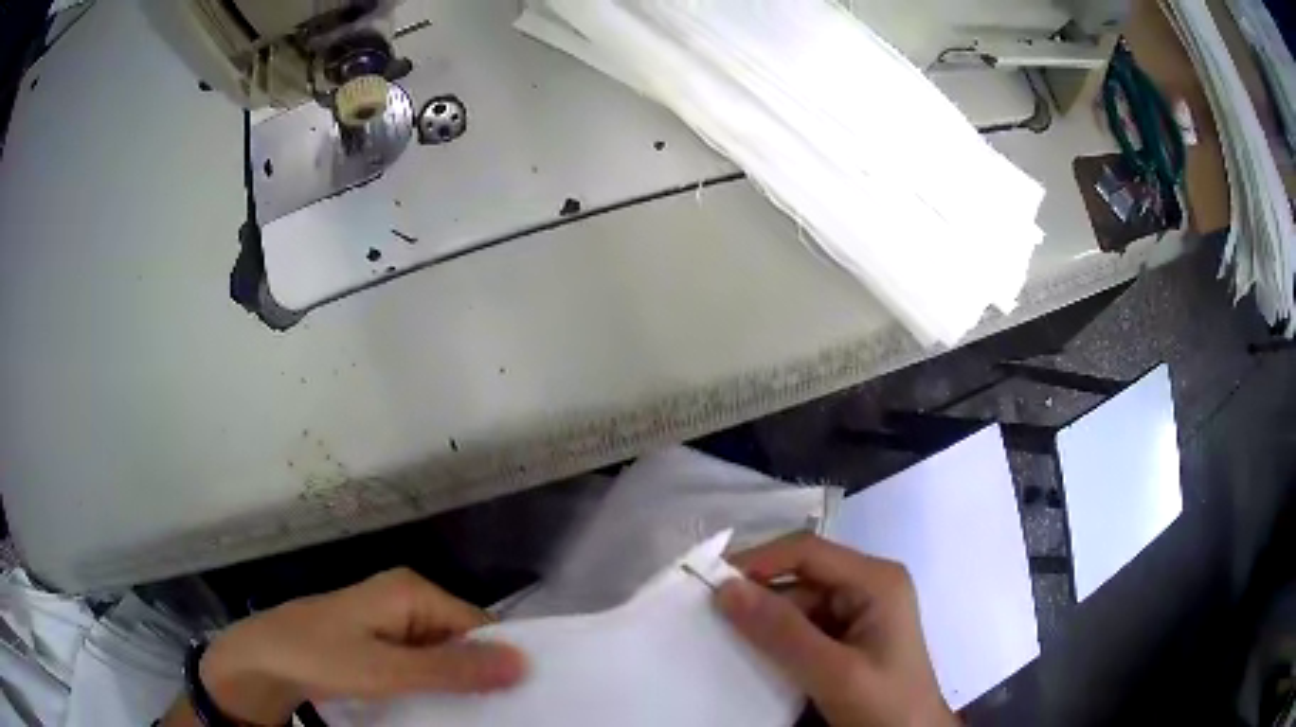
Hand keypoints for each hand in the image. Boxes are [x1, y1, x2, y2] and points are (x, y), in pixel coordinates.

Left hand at [194, 568, 525, 725]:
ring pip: (442, 654)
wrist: (263, 659)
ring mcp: (391, 619)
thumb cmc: (323, 657)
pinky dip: (430, 684)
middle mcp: (407, 598)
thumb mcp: (389, 670)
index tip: (517, 701)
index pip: (479, 625)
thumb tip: (523, 662)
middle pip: (462, 639)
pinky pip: (419, 662)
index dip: (499, 661)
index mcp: (412, 591)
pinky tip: (436, 708)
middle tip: (493, 714)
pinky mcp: (379, 640)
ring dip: (453, 684)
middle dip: (476, 675)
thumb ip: (454, 669)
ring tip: (470, 716)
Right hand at [715, 534, 956, 726]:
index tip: (710, 585)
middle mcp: (869, 586)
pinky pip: (805, 627)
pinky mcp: (851, 637)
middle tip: (709, 620)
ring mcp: (861, 612)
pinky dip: (778, 640)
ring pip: (799, 604)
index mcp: (876, 581)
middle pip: (802, 577)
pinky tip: (755, 657)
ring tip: (724, 642)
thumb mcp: (833, 673)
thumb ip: (782, 633)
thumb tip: (725, 589)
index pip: (807, 552)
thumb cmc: (885, 705)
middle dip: (759, 597)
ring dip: (766, 623)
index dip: (758, 562)